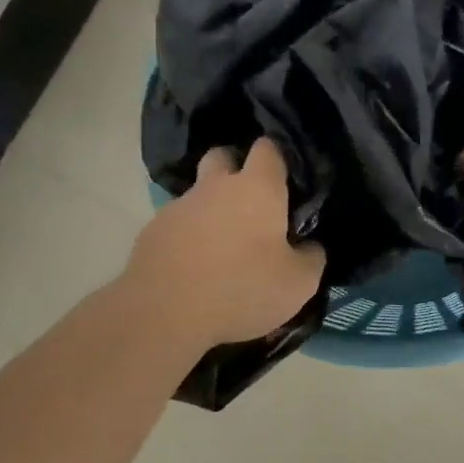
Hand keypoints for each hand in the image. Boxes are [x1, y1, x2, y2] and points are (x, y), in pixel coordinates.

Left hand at [126, 139, 325, 351]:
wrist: (165, 314)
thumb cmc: (243, 290)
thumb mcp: (298, 284)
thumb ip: (311, 257)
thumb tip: (309, 246)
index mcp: (257, 189)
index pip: (269, 148)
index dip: (279, 157)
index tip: (288, 181)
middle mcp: (216, 186)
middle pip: (223, 156)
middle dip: (236, 168)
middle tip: (251, 203)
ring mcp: (179, 206)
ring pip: (199, 193)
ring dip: (212, 209)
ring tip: (223, 246)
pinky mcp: (152, 231)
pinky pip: (178, 223)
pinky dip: (189, 236)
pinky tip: (196, 266)